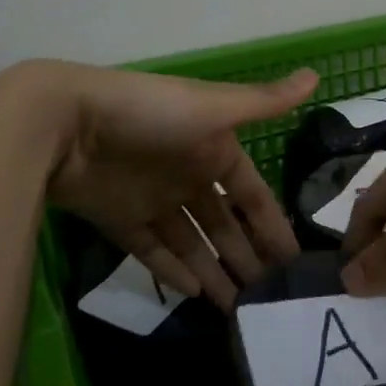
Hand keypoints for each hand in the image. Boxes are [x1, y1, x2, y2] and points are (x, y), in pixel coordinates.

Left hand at [0, 61, 316, 309]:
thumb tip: (319, 74)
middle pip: (224, 224)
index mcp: (212, 148)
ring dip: (215, 273)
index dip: (272, 225)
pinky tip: (196, 296)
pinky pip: (153, 253)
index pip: (251, 193)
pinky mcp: (120, 221)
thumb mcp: (213, 106)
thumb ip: (264, 102)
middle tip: (272, 301)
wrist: (65, 124)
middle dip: (247, 257)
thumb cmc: (149, 113)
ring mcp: (153, 200)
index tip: (295, 260)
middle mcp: (187, 175)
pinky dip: (173, 273)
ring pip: (192, 244)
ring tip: (240, 311)